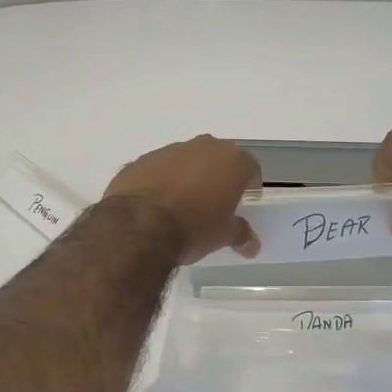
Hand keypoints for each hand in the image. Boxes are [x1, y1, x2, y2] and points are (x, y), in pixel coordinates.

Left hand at [103, 135, 261, 262]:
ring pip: (186, 161)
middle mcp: (203, 147)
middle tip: (214, 204)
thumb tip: (252, 245)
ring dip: (188, 177)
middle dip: (218, 178)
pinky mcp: (142, 160)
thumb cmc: (194, 227)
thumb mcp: (223, 236)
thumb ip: (240, 234)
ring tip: (182, 206)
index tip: (243, 203)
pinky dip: (161, 181)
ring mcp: (169, 150)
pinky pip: (159, 169)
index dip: (249, 186)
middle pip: (218, 159)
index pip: (250, 168)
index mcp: (231, 160)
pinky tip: (156, 205)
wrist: (139, 225)